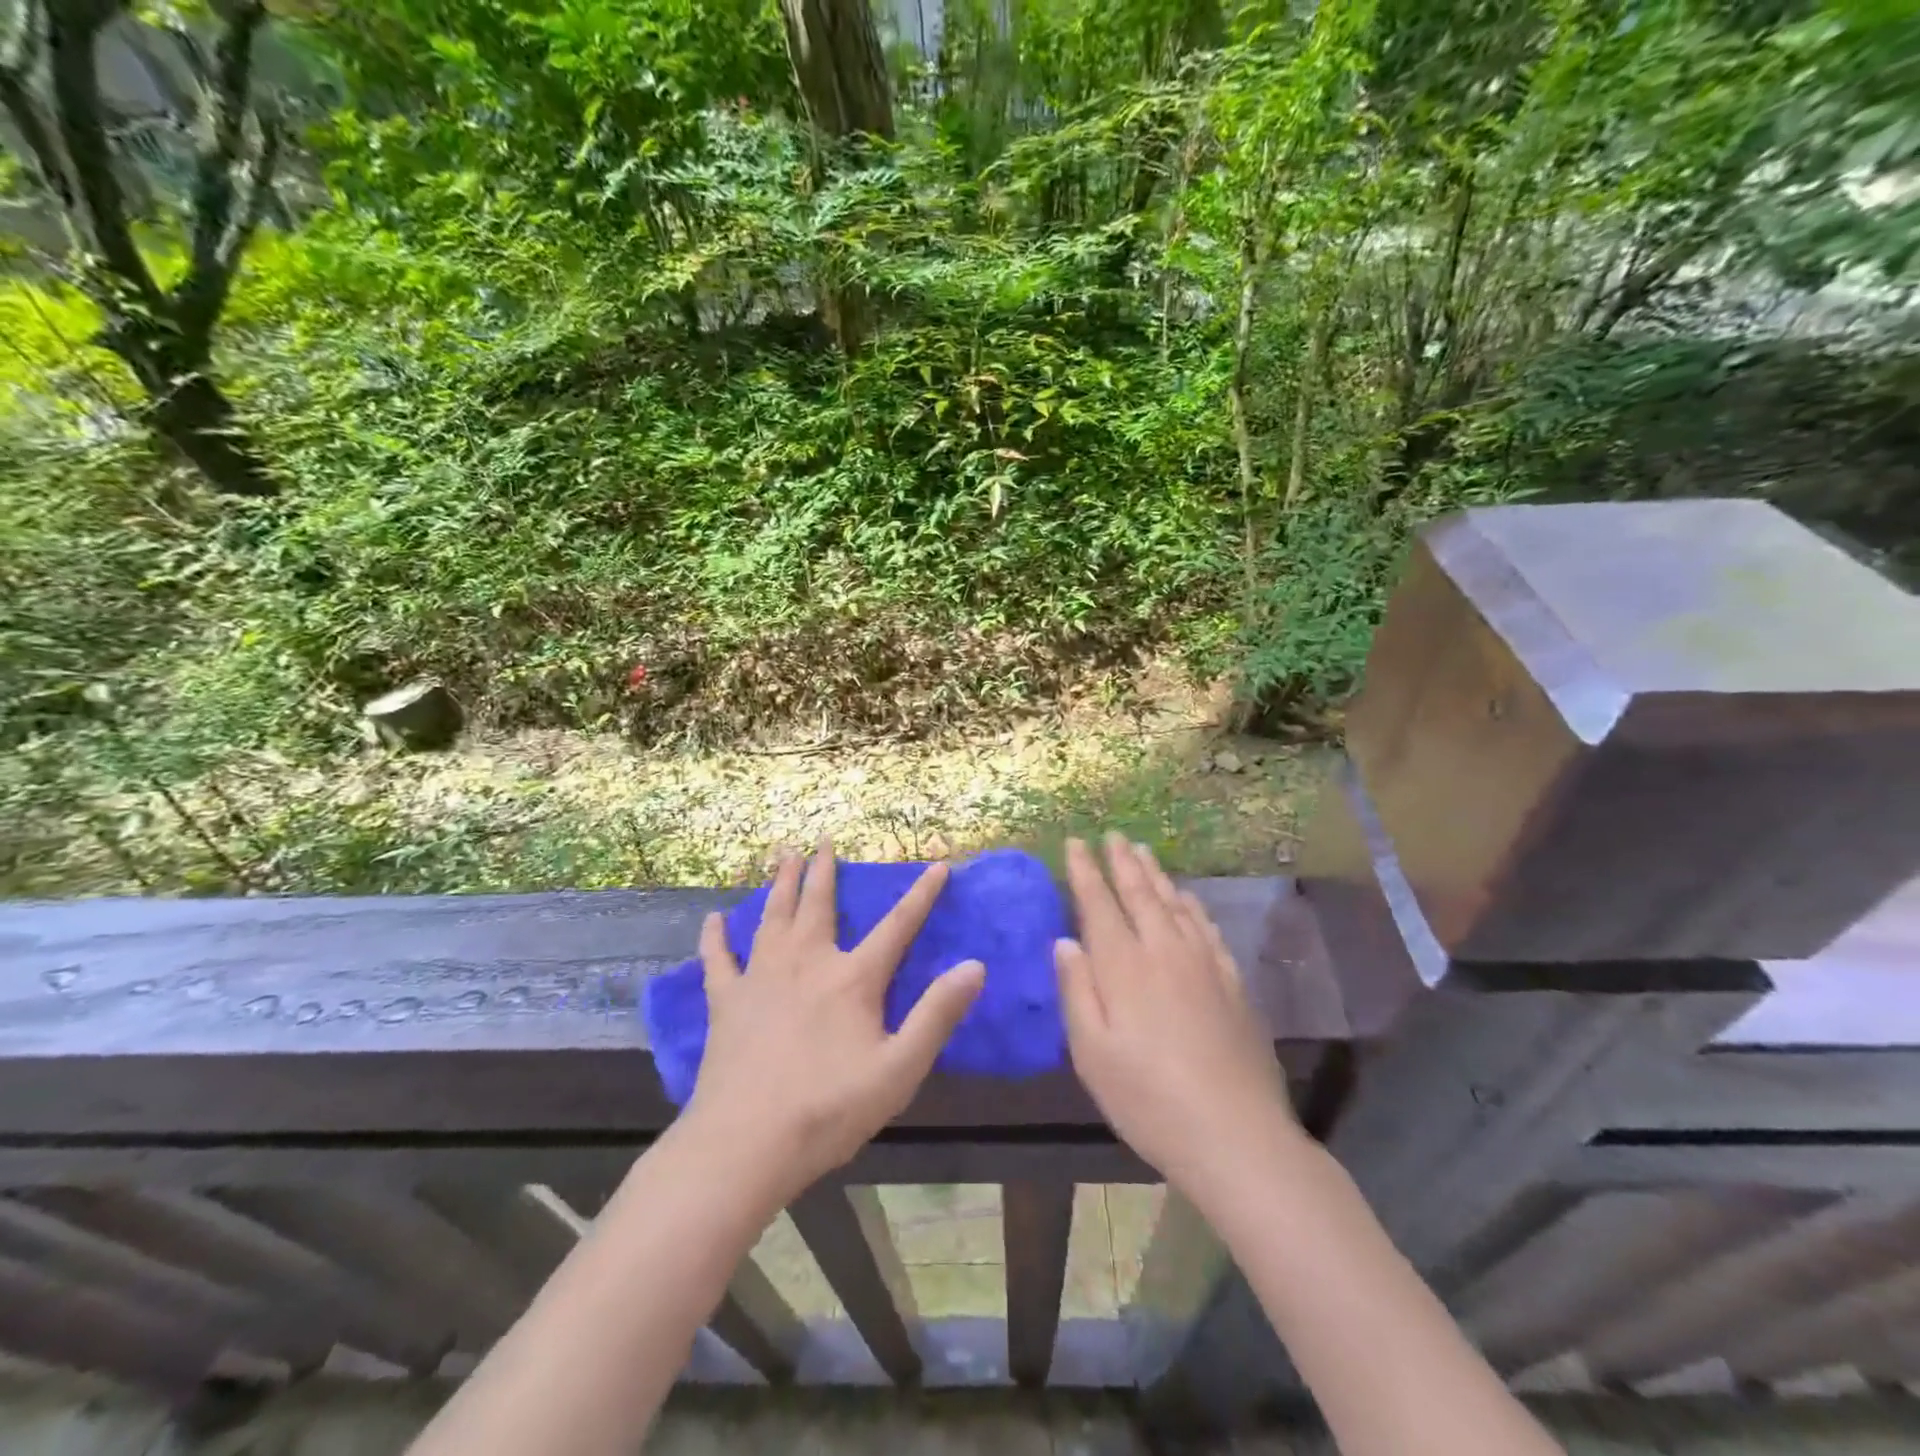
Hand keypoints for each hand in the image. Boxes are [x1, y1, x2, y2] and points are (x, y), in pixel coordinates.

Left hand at [685, 841, 984, 1202]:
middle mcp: (807, 962)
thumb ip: (937, 1014)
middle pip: (818, 904)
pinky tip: (713, 920)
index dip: (922, 895)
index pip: (898, 926)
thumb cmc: (829, 1109)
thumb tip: (975, 966)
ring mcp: (762, 978)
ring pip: (773, 917)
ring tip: (783, 854)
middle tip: (822, 838)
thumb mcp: (899, 1069)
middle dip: (824, 870)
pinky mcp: (727, 1001)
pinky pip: (719, 959)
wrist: (745, 1144)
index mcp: (853, 978)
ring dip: (780, 883)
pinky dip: (716, 937)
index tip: (938, 865)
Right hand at [1056, 834, 1303, 1202]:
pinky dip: (1192, 906)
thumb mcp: (1092, 1053)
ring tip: (1143, 851)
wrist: (1235, 1135)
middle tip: (1112, 835)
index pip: (1099, 904)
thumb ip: (1076, 991)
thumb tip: (1064, 941)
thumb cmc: (1148, 1099)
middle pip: (1139, 894)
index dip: (1086, 871)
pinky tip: (1187, 899)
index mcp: (1123, 967)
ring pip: (1174, 904)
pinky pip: (1207, 928)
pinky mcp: (1232, 983)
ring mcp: (1203, 964)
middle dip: (1122, 862)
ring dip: (1156, 875)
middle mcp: (1163, 952)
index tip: (1076, 843)